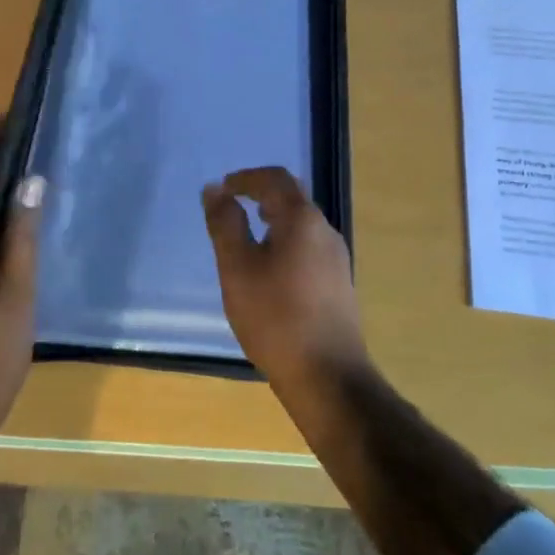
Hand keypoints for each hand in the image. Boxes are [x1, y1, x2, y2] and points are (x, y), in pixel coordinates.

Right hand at [202, 167, 366, 393]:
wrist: (328, 377)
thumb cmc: (275, 317)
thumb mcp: (237, 268)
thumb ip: (225, 224)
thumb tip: (215, 189)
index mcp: (302, 220)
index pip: (275, 178)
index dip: (246, 178)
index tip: (222, 189)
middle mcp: (325, 231)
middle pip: (292, 198)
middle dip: (260, 196)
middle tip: (232, 208)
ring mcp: (336, 259)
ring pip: (301, 224)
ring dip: (273, 221)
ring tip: (246, 239)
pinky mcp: (339, 284)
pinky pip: (308, 247)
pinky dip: (284, 242)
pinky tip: (268, 272)